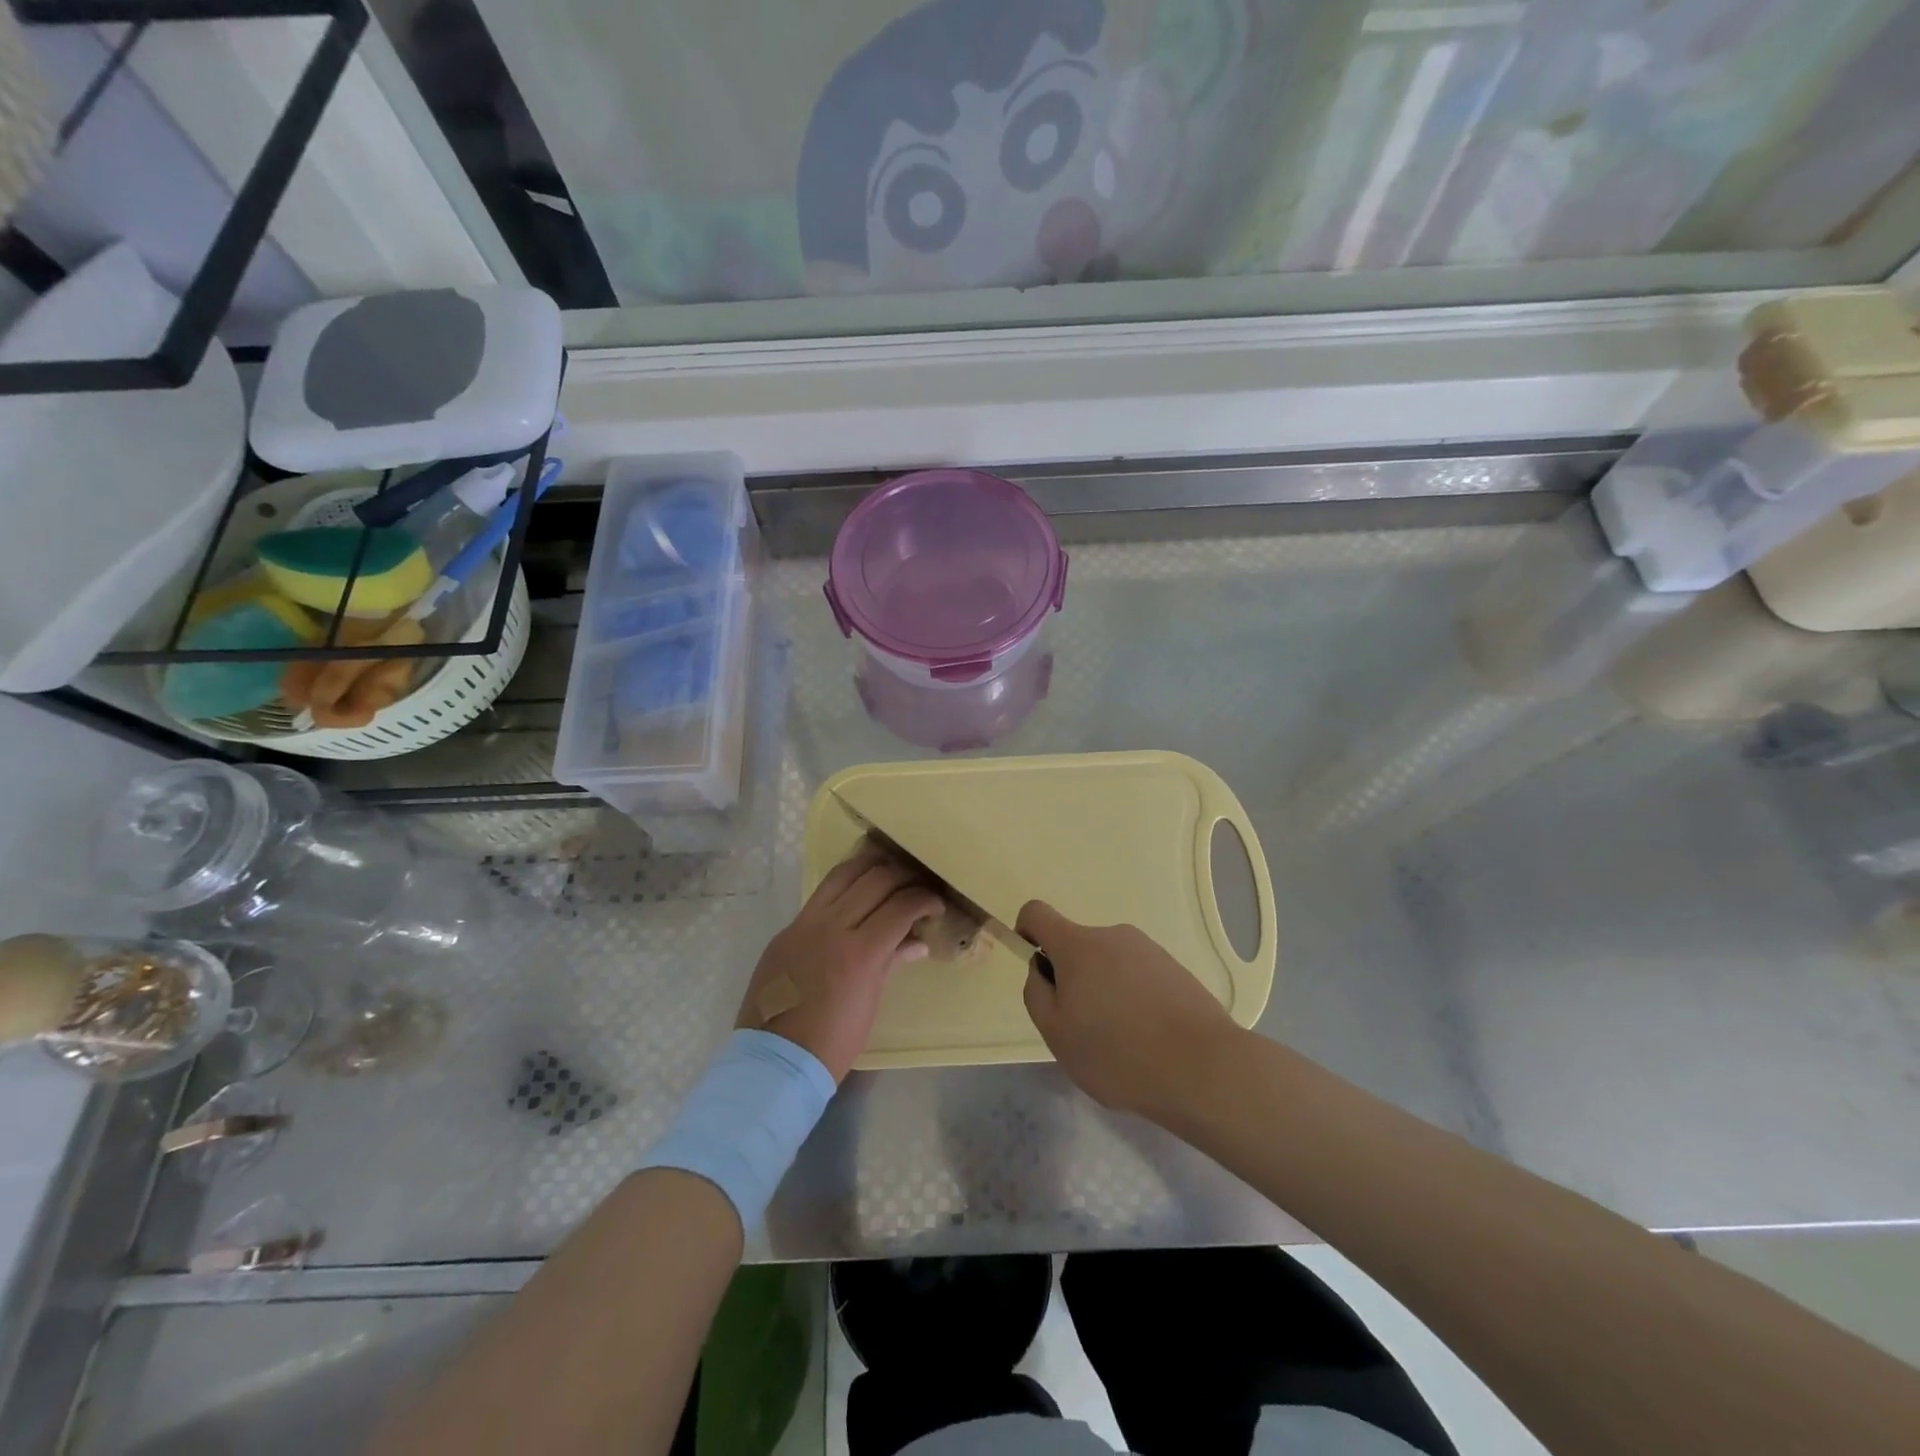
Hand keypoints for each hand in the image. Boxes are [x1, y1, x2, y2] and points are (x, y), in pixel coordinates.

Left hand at [737, 847, 943, 1081]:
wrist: (775, 1060)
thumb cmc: (833, 1041)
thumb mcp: (871, 1002)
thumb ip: (892, 961)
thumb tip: (917, 941)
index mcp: (860, 951)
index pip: (901, 906)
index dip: (924, 900)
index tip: (936, 905)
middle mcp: (832, 926)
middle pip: (875, 879)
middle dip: (903, 877)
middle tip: (916, 887)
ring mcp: (804, 923)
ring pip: (843, 874)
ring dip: (871, 868)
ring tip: (887, 874)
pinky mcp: (787, 929)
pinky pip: (820, 895)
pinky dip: (844, 886)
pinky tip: (855, 895)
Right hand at [1019, 901, 1240, 1121]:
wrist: (1203, 1068)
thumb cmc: (1118, 1053)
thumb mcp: (1057, 1034)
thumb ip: (1036, 993)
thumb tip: (1042, 970)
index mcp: (1078, 946)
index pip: (1037, 913)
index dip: (1026, 932)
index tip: (1037, 968)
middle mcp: (1112, 935)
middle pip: (1076, 946)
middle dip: (1072, 979)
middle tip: (1084, 1028)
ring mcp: (1148, 949)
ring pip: (1108, 964)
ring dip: (1104, 991)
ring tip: (1121, 1041)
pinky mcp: (1175, 968)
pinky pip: (1137, 976)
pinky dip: (1132, 999)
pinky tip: (1148, 1039)